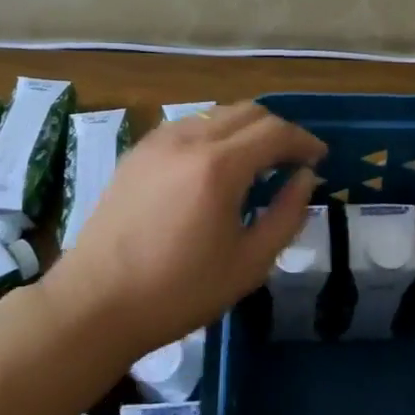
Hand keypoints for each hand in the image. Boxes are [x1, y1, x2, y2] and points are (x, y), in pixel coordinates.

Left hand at [49, 102, 325, 356]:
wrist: (95, 303)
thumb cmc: (179, 291)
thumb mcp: (249, 263)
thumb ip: (286, 215)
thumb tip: (305, 179)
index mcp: (219, 166)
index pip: (276, 131)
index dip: (304, 141)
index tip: (320, 158)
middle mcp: (189, 139)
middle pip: (248, 111)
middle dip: (278, 130)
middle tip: (293, 160)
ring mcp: (158, 142)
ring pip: (216, 113)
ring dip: (246, 128)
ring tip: (257, 161)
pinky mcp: (137, 152)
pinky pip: (188, 125)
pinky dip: (214, 133)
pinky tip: (215, 165)